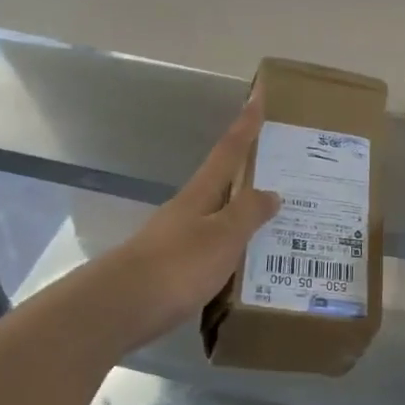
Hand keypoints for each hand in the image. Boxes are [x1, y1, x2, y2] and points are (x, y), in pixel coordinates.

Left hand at [94, 96, 280, 351]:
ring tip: (276, 223)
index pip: (228, 151)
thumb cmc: (177, 265)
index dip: (245, 126)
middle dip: (249, 174)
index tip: (257, 97)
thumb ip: (248, 213)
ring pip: (218, 219)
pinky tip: (247, 265)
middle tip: (284, 171)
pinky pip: (213, 251)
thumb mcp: (222, 236)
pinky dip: (233, 250)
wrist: (120, 308)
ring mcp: (177, 240)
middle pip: (222, 184)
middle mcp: (188, 211)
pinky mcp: (172, 270)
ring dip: (243, 216)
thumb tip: (271, 192)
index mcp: (201, 195)